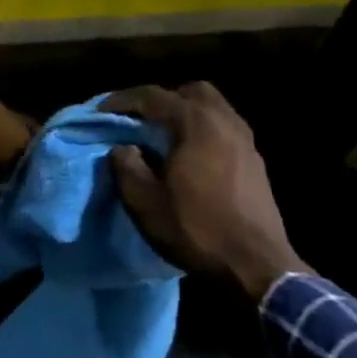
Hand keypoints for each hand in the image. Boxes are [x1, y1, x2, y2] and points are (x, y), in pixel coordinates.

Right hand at [105, 83, 309, 301]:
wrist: (256, 265)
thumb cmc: (195, 229)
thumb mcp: (143, 201)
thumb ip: (126, 165)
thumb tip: (123, 147)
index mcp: (195, 123)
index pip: (153, 96)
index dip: (122, 100)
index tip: (100, 110)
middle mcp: (224, 121)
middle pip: (191, 91)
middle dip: (163, 100)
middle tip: (141, 120)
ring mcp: (246, 140)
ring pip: (213, 109)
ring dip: (186, 115)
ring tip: (164, 138)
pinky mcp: (256, 161)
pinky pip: (225, 130)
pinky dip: (204, 132)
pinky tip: (191, 158)